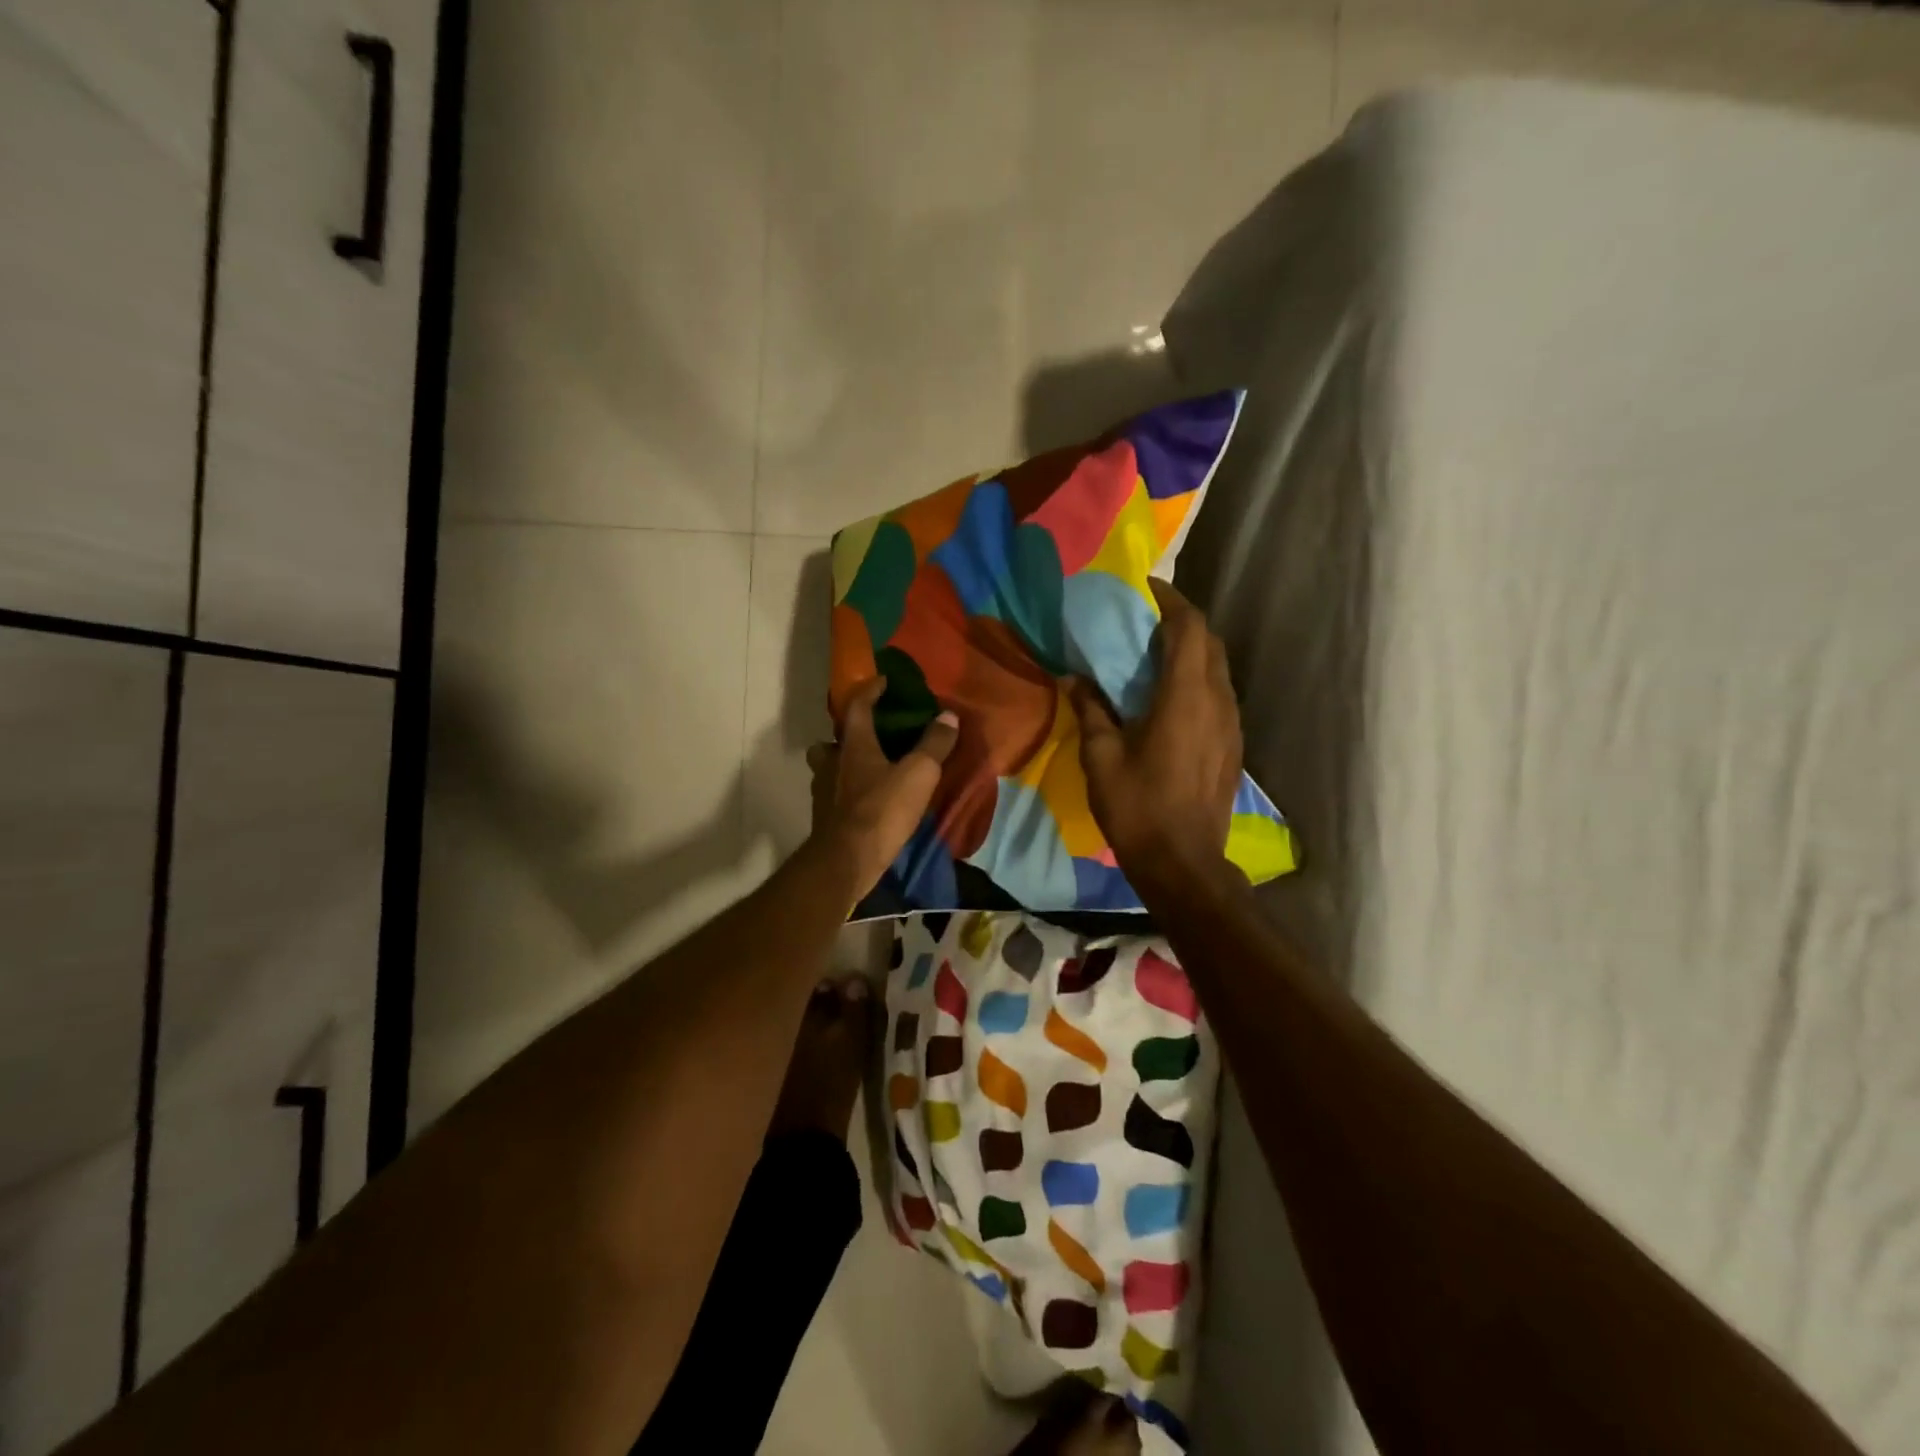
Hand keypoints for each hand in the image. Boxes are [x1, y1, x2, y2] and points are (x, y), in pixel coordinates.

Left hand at [806, 677, 958, 898]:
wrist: (846, 860)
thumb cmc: (882, 810)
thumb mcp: (919, 774)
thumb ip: (934, 744)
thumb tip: (948, 715)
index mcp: (853, 745)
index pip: (856, 706)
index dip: (869, 690)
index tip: (882, 682)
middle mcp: (833, 762)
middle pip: (833, 739)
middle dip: (848, 733)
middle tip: (871, 735)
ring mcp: (824, 791)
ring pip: (830, 767)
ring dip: (845, 763)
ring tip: (871, 770)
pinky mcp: (825, 817)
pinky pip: (835, 793)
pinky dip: (848, 791)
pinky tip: (868, 801)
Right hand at [1073, 578, 1243, 890]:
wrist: (1184, 864)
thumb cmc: (1138, 807)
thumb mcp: (1101, 757)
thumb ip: (1090, 710)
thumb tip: (1074, 678)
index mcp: (1186, 696)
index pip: (1189, 627)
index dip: (1170, 600)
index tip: (1145, 588)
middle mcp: (1218, 701)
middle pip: (1210, 642)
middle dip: (1181, 621)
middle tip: (1144, 619)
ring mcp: (1231, 724)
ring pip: (1218, 668)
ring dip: (1191, 650)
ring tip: (1154, 652)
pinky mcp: (1232, 745)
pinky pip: (1219, 693)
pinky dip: (1197, 678)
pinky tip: (1170, 695)